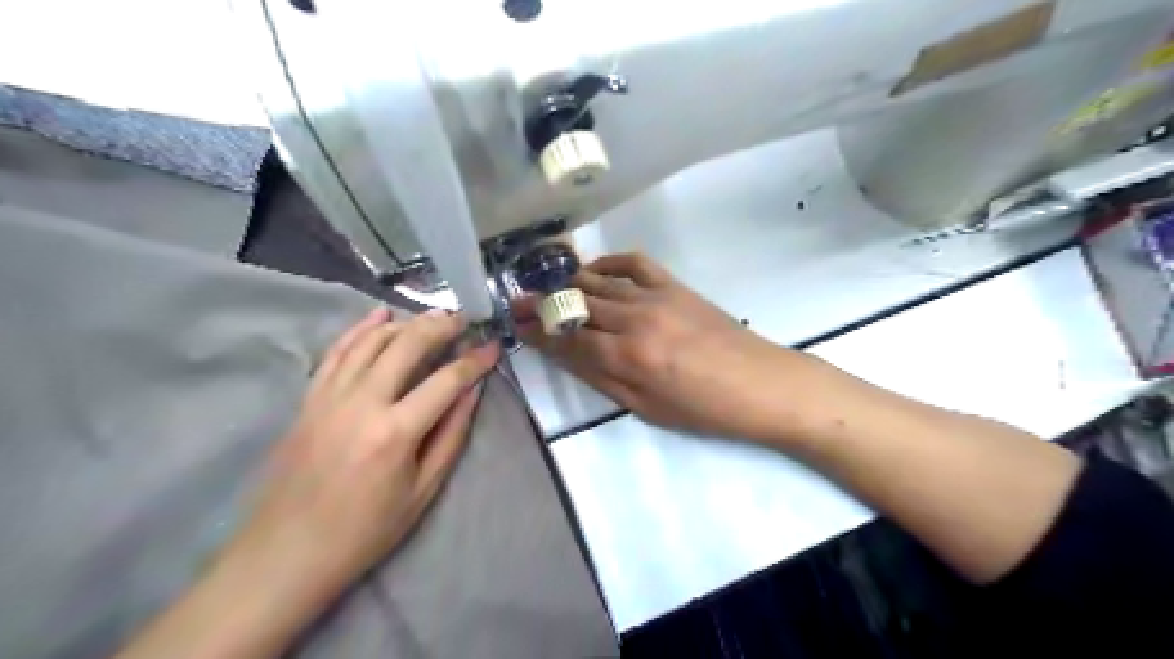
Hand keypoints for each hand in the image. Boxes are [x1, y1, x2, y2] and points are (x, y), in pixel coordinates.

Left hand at [228, 308, 498, 605]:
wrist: (285, 554)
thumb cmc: (364, 532)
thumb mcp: (422, 491)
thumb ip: (450, 435)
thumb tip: (472, 392)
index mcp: (395, 432)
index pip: (446, 380)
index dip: (475, 360)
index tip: (493, 346)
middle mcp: (361, 403)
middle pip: (407, 345)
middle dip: (441, 326)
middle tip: (463, 319)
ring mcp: (329, 397)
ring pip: (371, 340)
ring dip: (405, 323)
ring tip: (431, 318)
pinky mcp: (309, 400)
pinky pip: (336, 352)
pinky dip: (360, 329)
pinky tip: (379, 315)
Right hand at [516, 253, 812, 441]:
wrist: (760, 384)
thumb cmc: (703, 409)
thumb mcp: (646, 407)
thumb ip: (602, 378)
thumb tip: (565, 356)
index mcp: (627, 357)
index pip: (569, 338)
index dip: (539, 331)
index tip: (516, 323)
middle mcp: (634, 319)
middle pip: (578, 305)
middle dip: (544, 304)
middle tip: (520, 301)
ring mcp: (655, 296)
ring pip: (599, 282)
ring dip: (569, 283)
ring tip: (548, 286)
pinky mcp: (674, 286)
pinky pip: (634, 263)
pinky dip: (609, 262)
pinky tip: (595, 269)